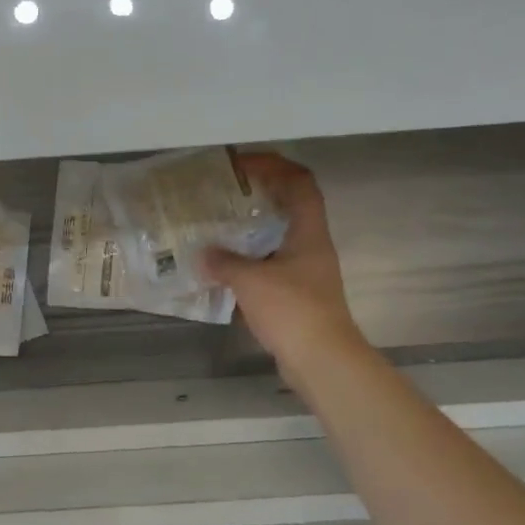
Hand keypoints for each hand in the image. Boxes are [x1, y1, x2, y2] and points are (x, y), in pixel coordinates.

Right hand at [200, 153, 365, 388]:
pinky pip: (271, 265)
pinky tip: (224, 268)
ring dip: (253, 229)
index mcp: (309, 232)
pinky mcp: (297, 295)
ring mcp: (306, 272)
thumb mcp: (251, 282)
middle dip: (260, 194)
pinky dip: (249, 261)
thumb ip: (224, 263)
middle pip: (291, 206)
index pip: (299, 182)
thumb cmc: (292, 311)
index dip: (273, 165)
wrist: (322, 360)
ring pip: (280, 237)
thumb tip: (202, 254)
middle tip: (225, 193)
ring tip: (219, 227)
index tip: (241, 164)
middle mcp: (311, 246)